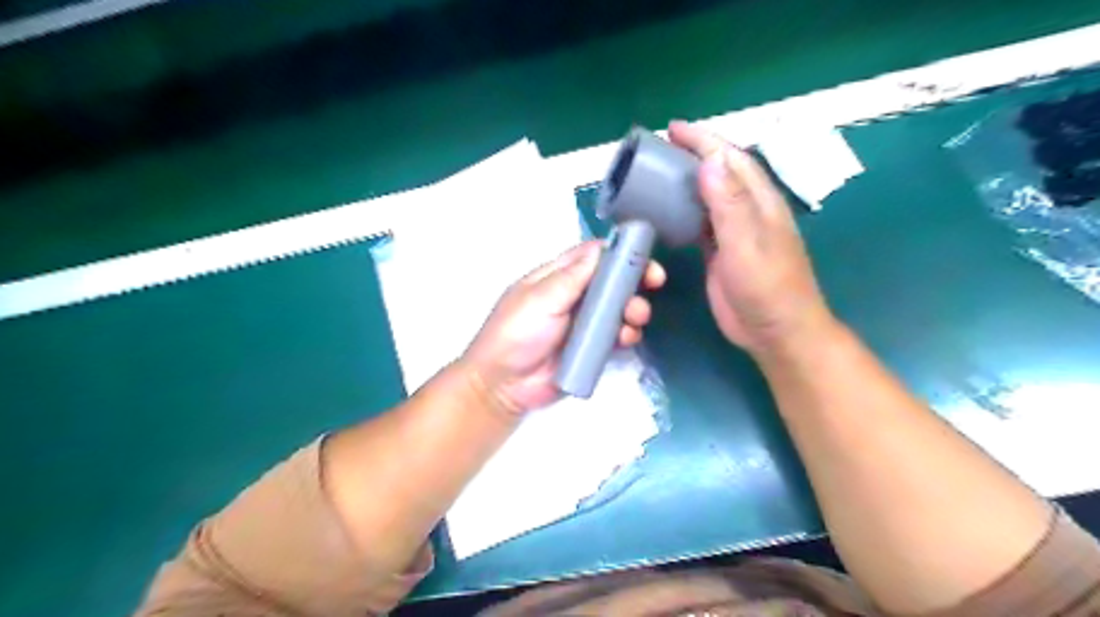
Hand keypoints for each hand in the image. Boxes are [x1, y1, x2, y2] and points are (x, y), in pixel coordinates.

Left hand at [460, 240, 666, 413]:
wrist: (503, 386)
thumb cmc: (515, 334)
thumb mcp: (540, 299)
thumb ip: (572, 276)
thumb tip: (601, 248)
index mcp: (557, 277)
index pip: (592, 255)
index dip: (619, 251)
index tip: (644, 253)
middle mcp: (574, 296)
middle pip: (611, 280)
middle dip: (634, 279)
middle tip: (655, 281)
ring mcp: (584, 323)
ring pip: (619, 308)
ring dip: (633, 308)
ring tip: (636, 317)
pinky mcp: (592, 348)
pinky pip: (617, 335)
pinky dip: (627, 333)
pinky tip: (627, 338)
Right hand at [665, 121, 839, 357]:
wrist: (775, 332)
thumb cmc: (766, 289)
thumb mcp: (747, 245)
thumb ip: (730, 204)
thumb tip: (711, 161)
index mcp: (760, 202)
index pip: (731, 159)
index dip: (705, 141)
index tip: (674, 129)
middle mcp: (748, 211)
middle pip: (720, 173)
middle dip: (694, 154)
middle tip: (660, 148)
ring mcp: (735, 232)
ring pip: (709, 196)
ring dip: (687, 181)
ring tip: (658, 173)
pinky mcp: (722, 252)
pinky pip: (701, 222)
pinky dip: (685, 211)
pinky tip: (667, 210)